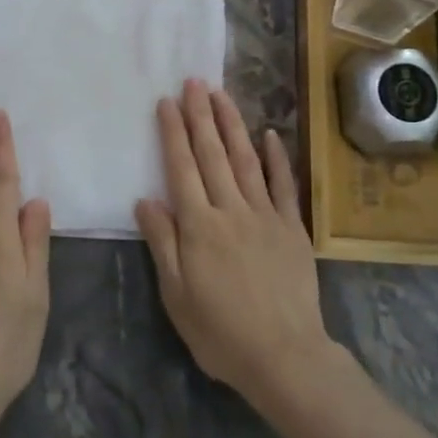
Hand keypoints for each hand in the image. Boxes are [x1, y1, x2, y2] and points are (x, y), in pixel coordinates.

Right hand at [136, 79, 336, 406]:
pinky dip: (276, 157)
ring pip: (246, 160)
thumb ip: (163, 243)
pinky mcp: (292, 227)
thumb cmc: (221, 332)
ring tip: (221, 94)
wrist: (284, 355)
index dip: (173, 133)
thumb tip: (145, 199)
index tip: (167, 102)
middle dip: (201, 115)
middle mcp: (231, 210)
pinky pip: (283, 184)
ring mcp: (265, 215)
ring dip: (232, 124)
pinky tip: (269, 133)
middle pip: (212, 154)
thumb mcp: (177, 295)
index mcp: (199, 226)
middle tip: (194, 82)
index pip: (182, 168)